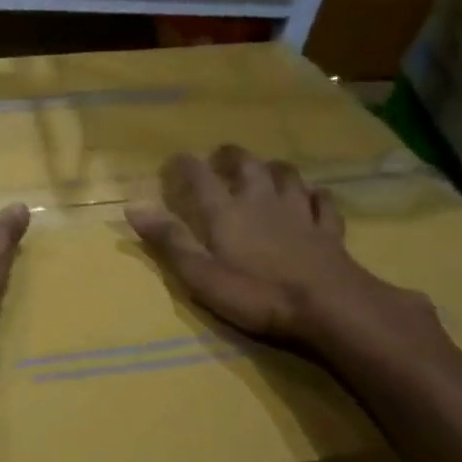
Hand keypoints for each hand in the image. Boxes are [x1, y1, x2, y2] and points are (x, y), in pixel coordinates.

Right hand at [125, 145, 419, 346]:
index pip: (199, 176)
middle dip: (230, 156)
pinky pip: (322, 202)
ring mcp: (298, 212)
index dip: (184, 165)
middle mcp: (261, 200)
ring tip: (265, 170)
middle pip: (246, 164)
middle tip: (220, 156)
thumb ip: (169, 240)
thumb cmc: (256, 293)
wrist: (329, 305)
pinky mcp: (328, 229)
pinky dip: (315, 196)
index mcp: (226, 211)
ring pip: (287, 175)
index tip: (173, 161)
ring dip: (273, 168)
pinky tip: (313, 198)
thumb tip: (133, 208)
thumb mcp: (200, 274)